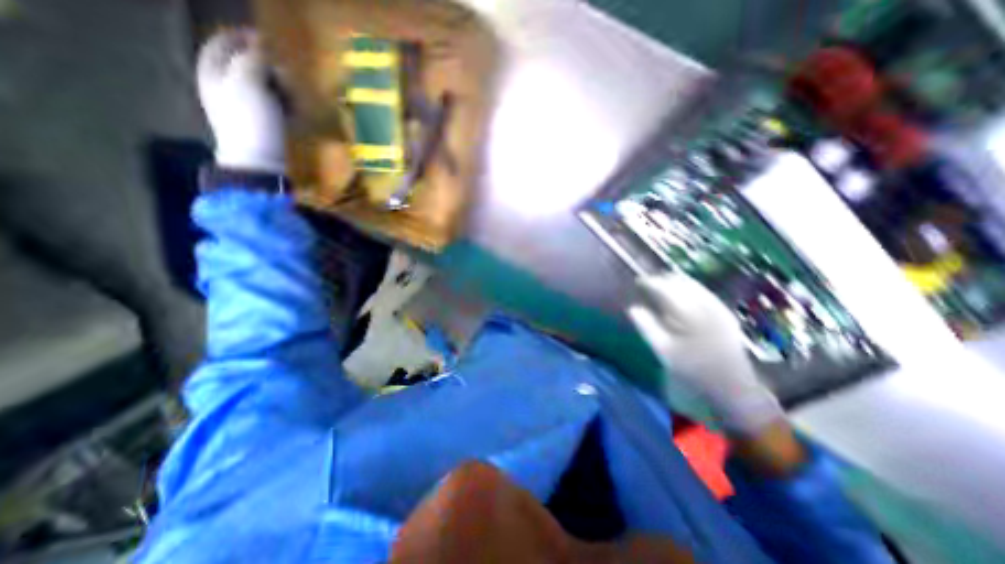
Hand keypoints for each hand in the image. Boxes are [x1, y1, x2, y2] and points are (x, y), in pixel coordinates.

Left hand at [199, 28, 287, 171]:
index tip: (267, 41)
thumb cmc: (250, 120)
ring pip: (263, 87)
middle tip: (285, 73)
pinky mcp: (262, 125)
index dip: (243, 38)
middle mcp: (224, 86)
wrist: (258, 162)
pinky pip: (274, 107)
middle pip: (245, 65)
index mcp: (213, 71)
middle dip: (267, 66)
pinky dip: (285, 105)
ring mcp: (244, 107)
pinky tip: (296, 111)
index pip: (223, 43)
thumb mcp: (248, 83)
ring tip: (294, 94)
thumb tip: (261, 44)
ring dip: (280, 87)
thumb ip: (253, 59)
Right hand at [626, 271, 783, 435]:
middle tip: (648, 283)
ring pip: (695, 286)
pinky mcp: (726, 316)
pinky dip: (689, 289)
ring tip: (662, 286)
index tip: (638, 282)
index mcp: (691, 315)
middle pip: (682, 283)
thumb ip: (647, 327)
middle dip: (664, 280)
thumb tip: (632, 309)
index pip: (667, 289)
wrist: (733, 391)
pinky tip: (682, 295)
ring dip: (677, 283)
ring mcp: (720, 310)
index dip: (651, 283)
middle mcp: (708, 307)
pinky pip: (704, 293)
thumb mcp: (664, 351)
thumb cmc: (693, 372)